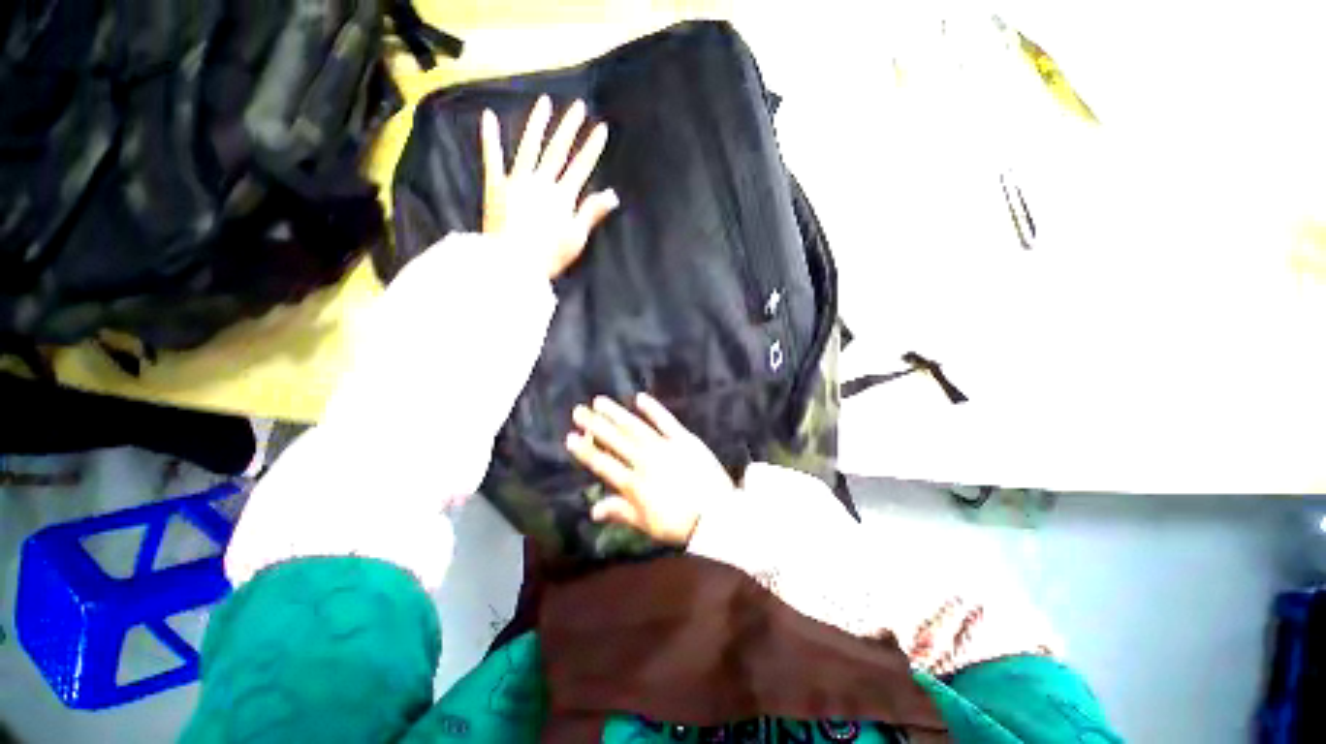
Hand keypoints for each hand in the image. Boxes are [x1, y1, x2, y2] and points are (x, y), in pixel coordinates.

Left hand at [481, 96, 618, 278]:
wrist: (512, 264)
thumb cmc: (549, 256)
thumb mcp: (576, 238)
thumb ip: (592, 212)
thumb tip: (612, 194)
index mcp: (562, 197)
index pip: (581, 167)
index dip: (592, 148)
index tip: (601, 128)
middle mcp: (541, 183)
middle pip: (557, 151)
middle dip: (569, 128)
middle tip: (578, 106)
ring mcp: (517, 182)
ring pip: (529, 147)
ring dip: (537, 124)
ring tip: (544, 102)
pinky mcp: (496, 187)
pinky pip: (492, 158)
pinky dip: (490, 138)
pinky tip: (489, 116)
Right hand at [566, 393, 734, 545]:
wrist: (717, 515)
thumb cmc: (679, 524)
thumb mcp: (646, 524)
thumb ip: (620, 513)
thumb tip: (593, 511)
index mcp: (634, 484)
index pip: (603, 464)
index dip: (585, 451)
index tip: (570, 437)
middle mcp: (645, 461)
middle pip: (615, 440)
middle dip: (595, 425)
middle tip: (578, 411)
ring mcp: (665, 447)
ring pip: (635, 427)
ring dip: (616, 413)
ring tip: (599, 401)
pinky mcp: (683, 439)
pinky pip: (666, 420)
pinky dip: (653, 408)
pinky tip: (639, 398)